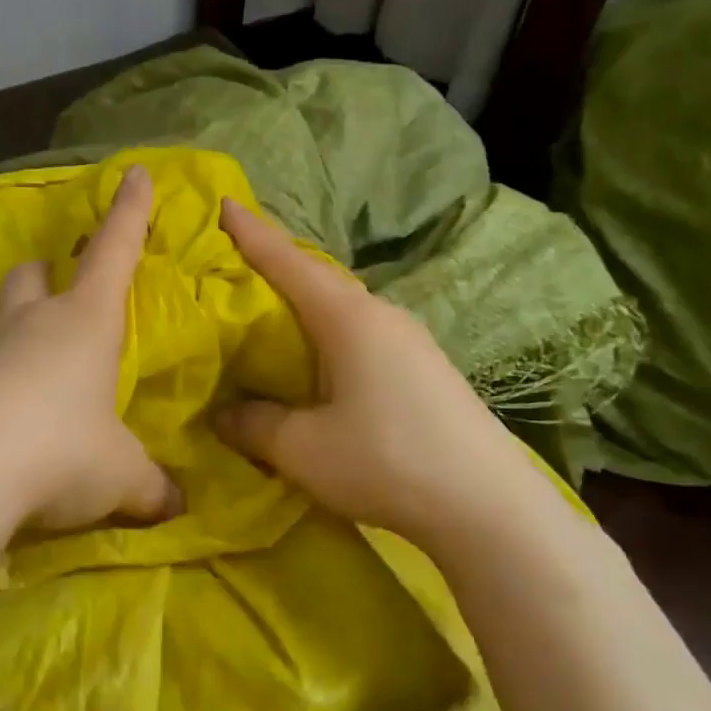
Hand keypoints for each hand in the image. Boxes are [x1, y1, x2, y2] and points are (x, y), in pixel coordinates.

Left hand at [0, 164, 179, 542]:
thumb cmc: (58, 451)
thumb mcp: (118, 475)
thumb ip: (149, 486)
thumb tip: (175, 507)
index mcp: (85, 322)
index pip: (114, 251)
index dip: (129, 212)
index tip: (134, 173)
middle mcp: (29, 323)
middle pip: (33, 275)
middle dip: (47, 275)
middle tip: (57, 295)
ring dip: (12, 331)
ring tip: (26, 376)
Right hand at [215, 198, 532, 546]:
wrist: (489, 507)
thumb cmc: (386, 461)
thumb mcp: (302, 448)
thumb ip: (253, 424)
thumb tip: (222, 412)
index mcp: (347, 318)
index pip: (288, 263)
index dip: (252, 233)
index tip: (224, 203)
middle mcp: (380, 315)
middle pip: (316, 279)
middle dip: (274, 267)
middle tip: (234, 263)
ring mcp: (409, 340)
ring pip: (341, 308)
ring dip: (303, 304)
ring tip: (268, 314)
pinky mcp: (423, 368)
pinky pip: (360, 333)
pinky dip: (326, 333)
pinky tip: (317, 360)